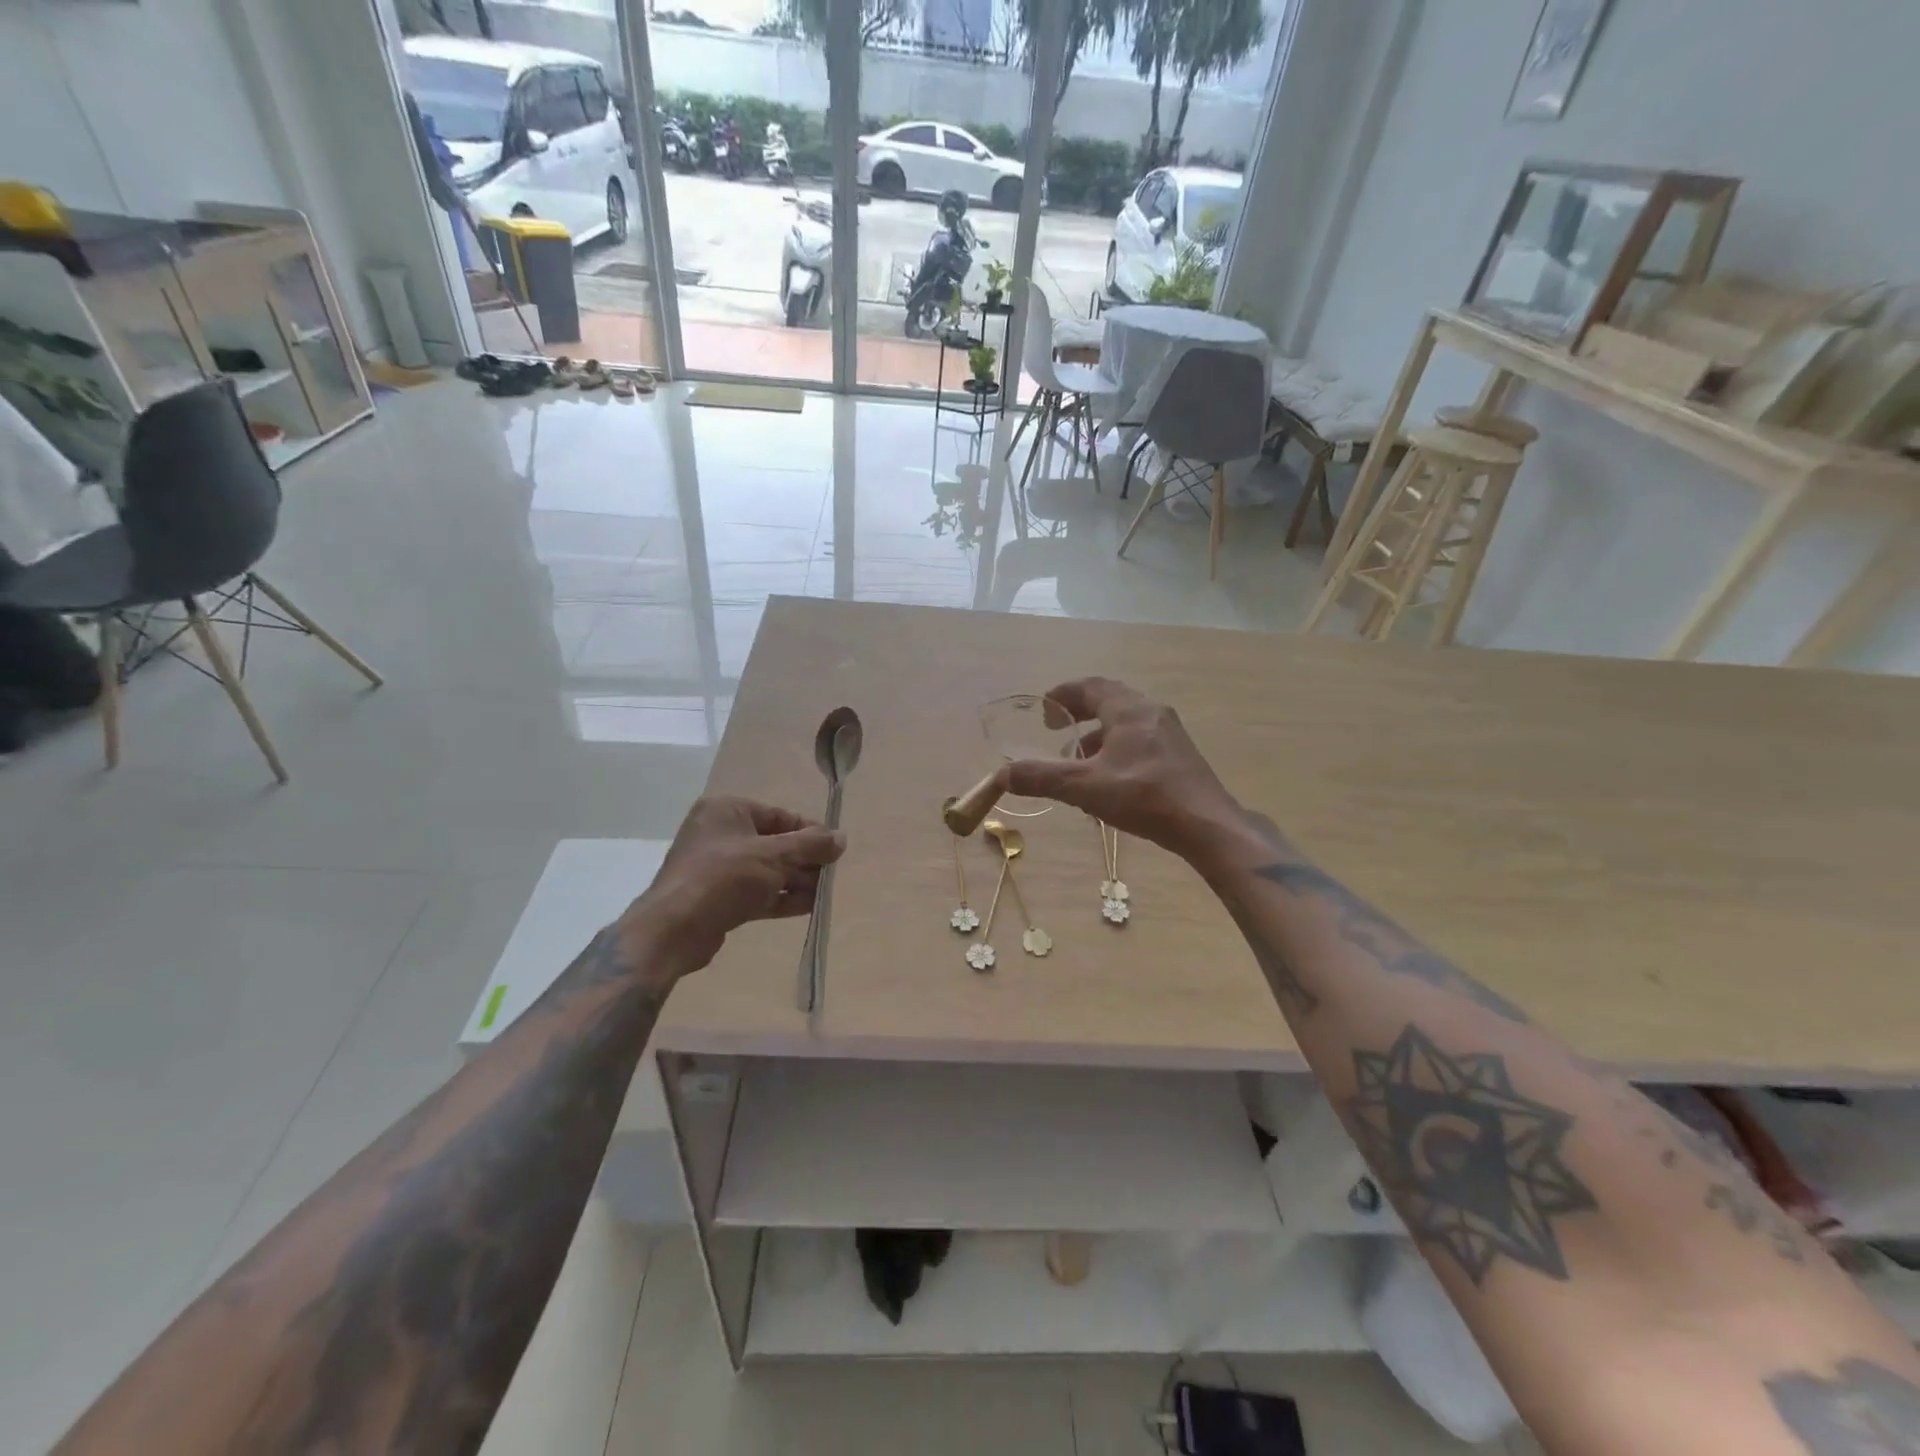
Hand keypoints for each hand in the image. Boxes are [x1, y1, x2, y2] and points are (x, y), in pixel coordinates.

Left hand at [623, 797, 844, 979]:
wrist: (675, 930)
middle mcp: (720, 834)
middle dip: (805, 861)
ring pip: (767, 870)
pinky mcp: (718, 898)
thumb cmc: (725, 877)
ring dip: (797, 881)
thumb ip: (811, 845)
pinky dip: (782, 898)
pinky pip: (757, 892)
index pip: (779, 816)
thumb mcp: (774, 856)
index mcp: (727, 811)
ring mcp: (717, 868)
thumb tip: (842, 837)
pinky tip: (810, 907)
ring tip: (826, 894)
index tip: (835, 849)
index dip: (810, 832)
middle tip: (832, 875)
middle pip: (775, 844)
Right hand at [995, 677, 1241, 859]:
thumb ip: (1041, 778)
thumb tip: (1001, 775)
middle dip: (1079, 712)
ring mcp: (1170, 733)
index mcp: (1128, 710)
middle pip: (1110, 700)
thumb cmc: (1144, 797)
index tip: (1043, 708)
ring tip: (1078, 759)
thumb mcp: (1084, 787)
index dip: (1063, 694)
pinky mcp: (1179, 755)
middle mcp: (1151, 712)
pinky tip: (1109, 779)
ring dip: (1098, 734)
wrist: (1206, 824)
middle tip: (1056, 728)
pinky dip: (1117, 748)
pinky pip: (1140, 739)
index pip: (1091, 686)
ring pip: (1126, 722)